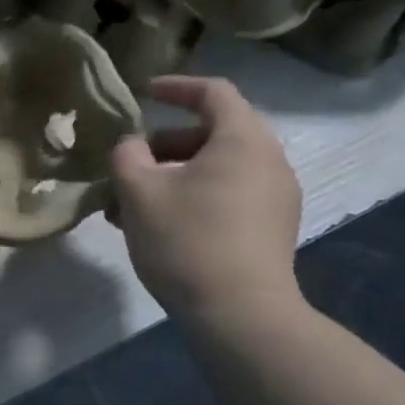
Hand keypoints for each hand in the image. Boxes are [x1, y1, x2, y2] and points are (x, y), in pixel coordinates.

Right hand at [111, 76, 303, 325]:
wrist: (241, 316)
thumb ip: (127, 155)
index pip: (214, 93)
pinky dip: (194, 196)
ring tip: (134, 204)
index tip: (144, 94)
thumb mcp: (139, 191)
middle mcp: (269, 162)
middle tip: (130, 164)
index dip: (176, 87)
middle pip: (213, 133)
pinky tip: (161, 226)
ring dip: (174, 175)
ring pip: (218, 168)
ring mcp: (276, 198)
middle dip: (165, 144)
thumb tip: (134, 147)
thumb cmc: (187, 240)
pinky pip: (230, 194)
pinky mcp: (272, 229)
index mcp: (243, 140)